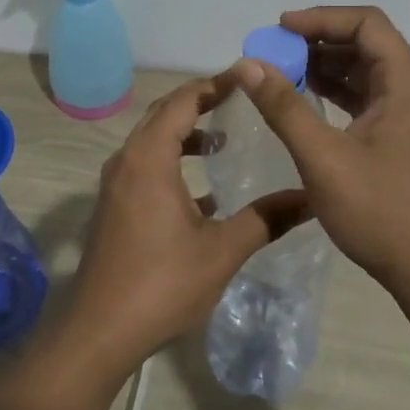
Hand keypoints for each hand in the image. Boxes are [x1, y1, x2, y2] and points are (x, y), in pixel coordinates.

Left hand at [59, 76, 302, 376]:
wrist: (99, 332)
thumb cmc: (161, 284)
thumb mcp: (221, 251)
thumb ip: (266, 219)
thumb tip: (310, 198)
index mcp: (149, 158)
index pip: (183, 100)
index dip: (215, 84)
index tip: (247, 77)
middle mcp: (127, 160)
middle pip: (164, 113)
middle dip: (201, 102)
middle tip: (240, 99)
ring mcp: (115, 184)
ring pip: (152, 140)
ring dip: (185, 133)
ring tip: (223, 140)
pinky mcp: (113, 206)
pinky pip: (144, 166)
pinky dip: (171, 162)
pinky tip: (203, 193)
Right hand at [228, 6, 409, 303]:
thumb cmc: (379, 211)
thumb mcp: (323, 157)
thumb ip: (284, 106)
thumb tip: (248, 64)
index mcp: (405, 82)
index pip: (366, 24)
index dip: (322, 18)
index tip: (279, 28)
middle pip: (365, 42)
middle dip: (318, 41)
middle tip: (274, 52)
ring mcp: (407, 113)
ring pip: (363, 70)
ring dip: (324, 65)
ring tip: (280, 72)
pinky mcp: (398, 135)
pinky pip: (364, 96)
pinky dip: (334, 91)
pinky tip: (303, 99)